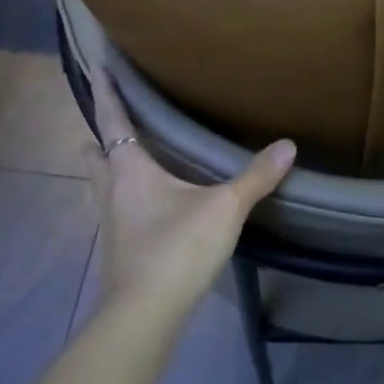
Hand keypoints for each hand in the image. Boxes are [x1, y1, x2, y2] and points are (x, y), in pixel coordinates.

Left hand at [89, 65, 294, 313]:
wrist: (144, 316)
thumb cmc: (177, 248)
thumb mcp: (224, 208)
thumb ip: (255, 176)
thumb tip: (288, 145)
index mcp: (130, 168)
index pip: (112, 120)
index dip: (105, 93)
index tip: (97, 67)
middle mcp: (111, 189)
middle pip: (95, 152)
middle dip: (99, 133)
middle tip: (112, 116)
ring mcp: (109, 222)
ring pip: (99, 183)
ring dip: (105, 165)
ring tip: (123, 155)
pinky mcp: (116, 248)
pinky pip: (112, 209)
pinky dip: (121, 195)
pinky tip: (142, 204)